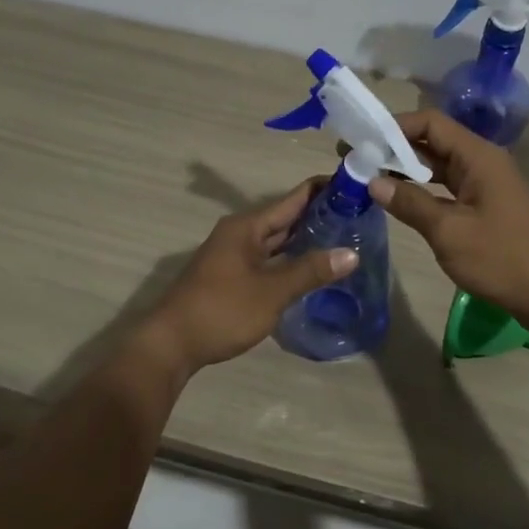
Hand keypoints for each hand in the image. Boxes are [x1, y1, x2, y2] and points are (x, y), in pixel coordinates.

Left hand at [138, 179, 357, 374]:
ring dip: (304, 239)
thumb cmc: (222, 310)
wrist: (171, 344)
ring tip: (342, 238)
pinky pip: (268, 259)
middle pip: (284, 218)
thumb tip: (351, 253)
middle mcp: (239, 234)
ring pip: (276, 241)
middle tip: (357, 214)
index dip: (321, 190)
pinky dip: (289, 259)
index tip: (353, 184)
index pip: (292, 199)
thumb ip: (310, 271)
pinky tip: (310, 268)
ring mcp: (233, 256)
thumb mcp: (271, 291)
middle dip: (317, 215)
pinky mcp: (231, 277)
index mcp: (247, 227)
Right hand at [370, 110, 528, 332]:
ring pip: (438, 167)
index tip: (360, 139)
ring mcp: (485, 186)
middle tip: (354, 160)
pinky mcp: (485, 208)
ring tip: (367, 178)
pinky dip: (421, 191)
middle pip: (433, 142)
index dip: (393, 127)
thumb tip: (372, 181)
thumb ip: (410, 203)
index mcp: (478, 156)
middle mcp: (482, 162)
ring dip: (405, 171)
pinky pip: (447, 189)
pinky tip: (398, 202)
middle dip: (393, 148)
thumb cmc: (503, 259)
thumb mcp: (449, 232)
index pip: (430, 123)